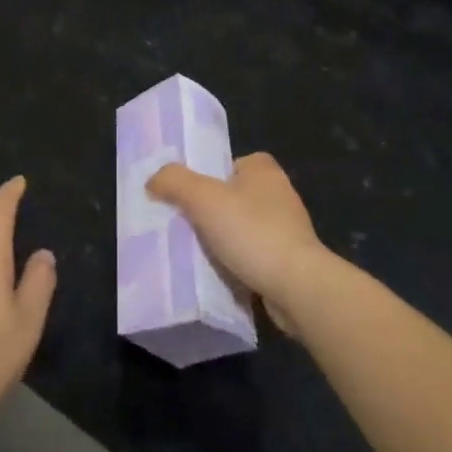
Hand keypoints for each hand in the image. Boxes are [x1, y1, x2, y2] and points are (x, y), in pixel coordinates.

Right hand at [148, 152, 326, 333]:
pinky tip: (221, 274)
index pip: (227, 164)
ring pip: (242, 228)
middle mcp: (280, 193)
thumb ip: (174, 181)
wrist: (297, 287)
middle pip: (232, 197)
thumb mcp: (203, 198)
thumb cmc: (252, 232)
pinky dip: (238, 263)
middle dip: (211, 212)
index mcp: (264, 169)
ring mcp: (288, 228)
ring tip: (198, 254)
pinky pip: (254, 255)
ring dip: (224, 240)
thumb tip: (153, 181)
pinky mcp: (291, 260)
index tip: (187, 199)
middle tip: (184, 227)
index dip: (205, 178)